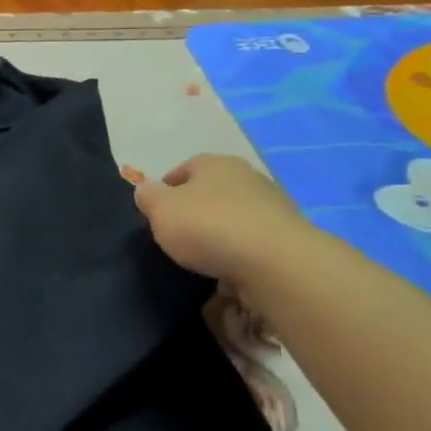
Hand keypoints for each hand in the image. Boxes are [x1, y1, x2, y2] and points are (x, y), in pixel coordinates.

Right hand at [131, 154, 312, 289]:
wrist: (273, 260)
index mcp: (214, 163)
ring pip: (232, 214)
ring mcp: (270, 203)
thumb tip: (145, 189)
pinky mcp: (285, 232)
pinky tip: (227, 267)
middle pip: (211, 191)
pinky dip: (238, 249)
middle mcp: (246, 175)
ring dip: (218, 230)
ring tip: (202, 255)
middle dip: (194, 209)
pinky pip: (251, 238)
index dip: (166, 189)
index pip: (184, 169)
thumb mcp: (161, 210)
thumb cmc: (207, 226)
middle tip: (176, 234)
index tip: (156, 213)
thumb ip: (148, 197)